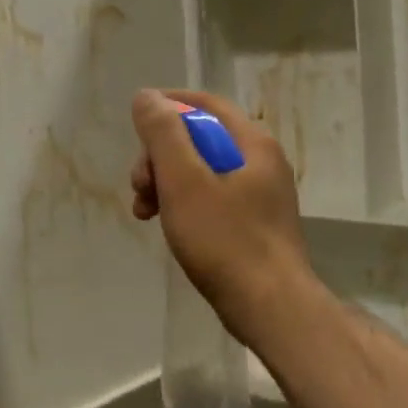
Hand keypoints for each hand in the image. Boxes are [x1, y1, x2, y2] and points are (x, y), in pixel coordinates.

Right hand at [129, 89, 312, 341]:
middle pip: (199, 138)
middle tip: (139, 185)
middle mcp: (260, 161)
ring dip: (166, 182)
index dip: (168, 105)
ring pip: (201, 171)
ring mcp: (259, 194)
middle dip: (160, 155)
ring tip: (144, 211)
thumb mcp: (184, 180)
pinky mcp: (253, 223)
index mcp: (252, 143)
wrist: (271, 309)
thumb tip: (147, 97)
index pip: (205, 104)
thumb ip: (163, 134)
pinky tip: (166, 226)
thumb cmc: (225, 240)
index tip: (136, 120)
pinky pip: (211, 197)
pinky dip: (183, 204)